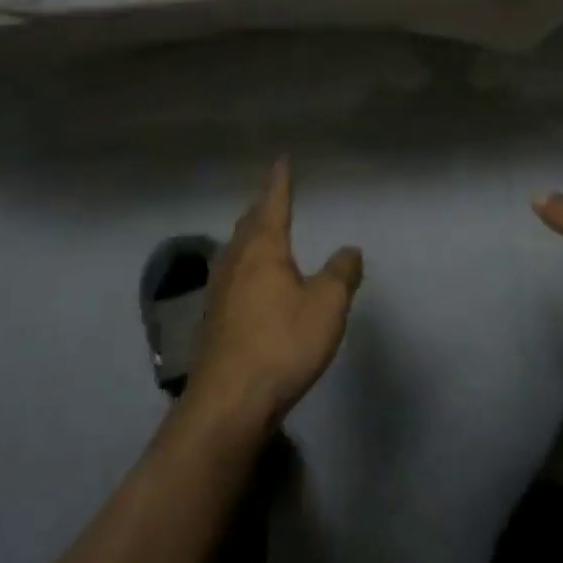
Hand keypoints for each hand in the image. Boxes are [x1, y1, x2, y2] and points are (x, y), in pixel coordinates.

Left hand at [185, 158, 363, 432]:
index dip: (280, 181)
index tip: (282, 160)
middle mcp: (236, 261)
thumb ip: (341, 273)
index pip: (274, 204)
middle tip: (272, 192)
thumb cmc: (281, 343)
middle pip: (248, 223)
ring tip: (258, 229)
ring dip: (248, 233)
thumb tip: (350, 249)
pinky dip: (242, 261)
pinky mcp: (212, 319)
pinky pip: (229, 273)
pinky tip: (244, 278)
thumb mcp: (327, 306)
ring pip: (235, 248)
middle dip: (262, 205)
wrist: (228, 402)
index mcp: (263, 249)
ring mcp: (219, 291)